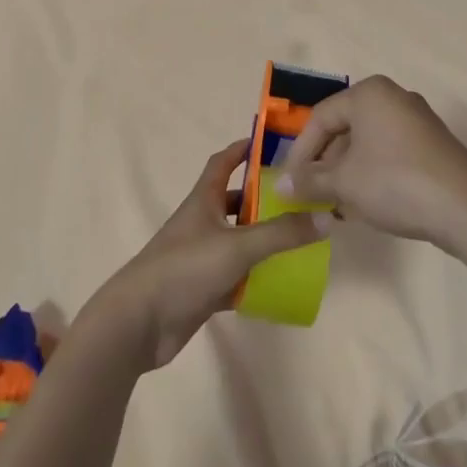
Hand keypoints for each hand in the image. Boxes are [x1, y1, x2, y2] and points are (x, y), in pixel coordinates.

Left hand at [83, 139, 329, 370]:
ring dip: (262, 239)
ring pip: (237, 241)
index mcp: (203, 201)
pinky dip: (255, 278)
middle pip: (234, 202)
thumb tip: (327, 216)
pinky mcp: (202, 289)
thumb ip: (282, 233)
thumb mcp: (238, 246)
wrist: (139, 322)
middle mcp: (201, 223)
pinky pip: (235, 277)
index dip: (242, 149)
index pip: (222, 163)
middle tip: (299, 199)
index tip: (270, 143)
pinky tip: (281, 283)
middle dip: (262, 199)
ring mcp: (200, 257)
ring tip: (299, 239)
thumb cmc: (185, 268)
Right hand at [275, 76, 466, 249]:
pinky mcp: (433, 144)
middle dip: (325, 163)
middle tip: (313, 193)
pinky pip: (390, 152)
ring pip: (368, 142)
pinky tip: (366, 203)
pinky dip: (372, 172)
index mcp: (369, 93)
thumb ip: (310, 181)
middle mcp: (394, 97)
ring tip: (337, 203)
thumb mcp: (344, 183)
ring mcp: (417, 120)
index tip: (291, 184)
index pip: (320, 118)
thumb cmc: (395, 182)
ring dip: (347, 171)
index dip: (301, 153)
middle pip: (345, 128)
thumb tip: (280, 187)